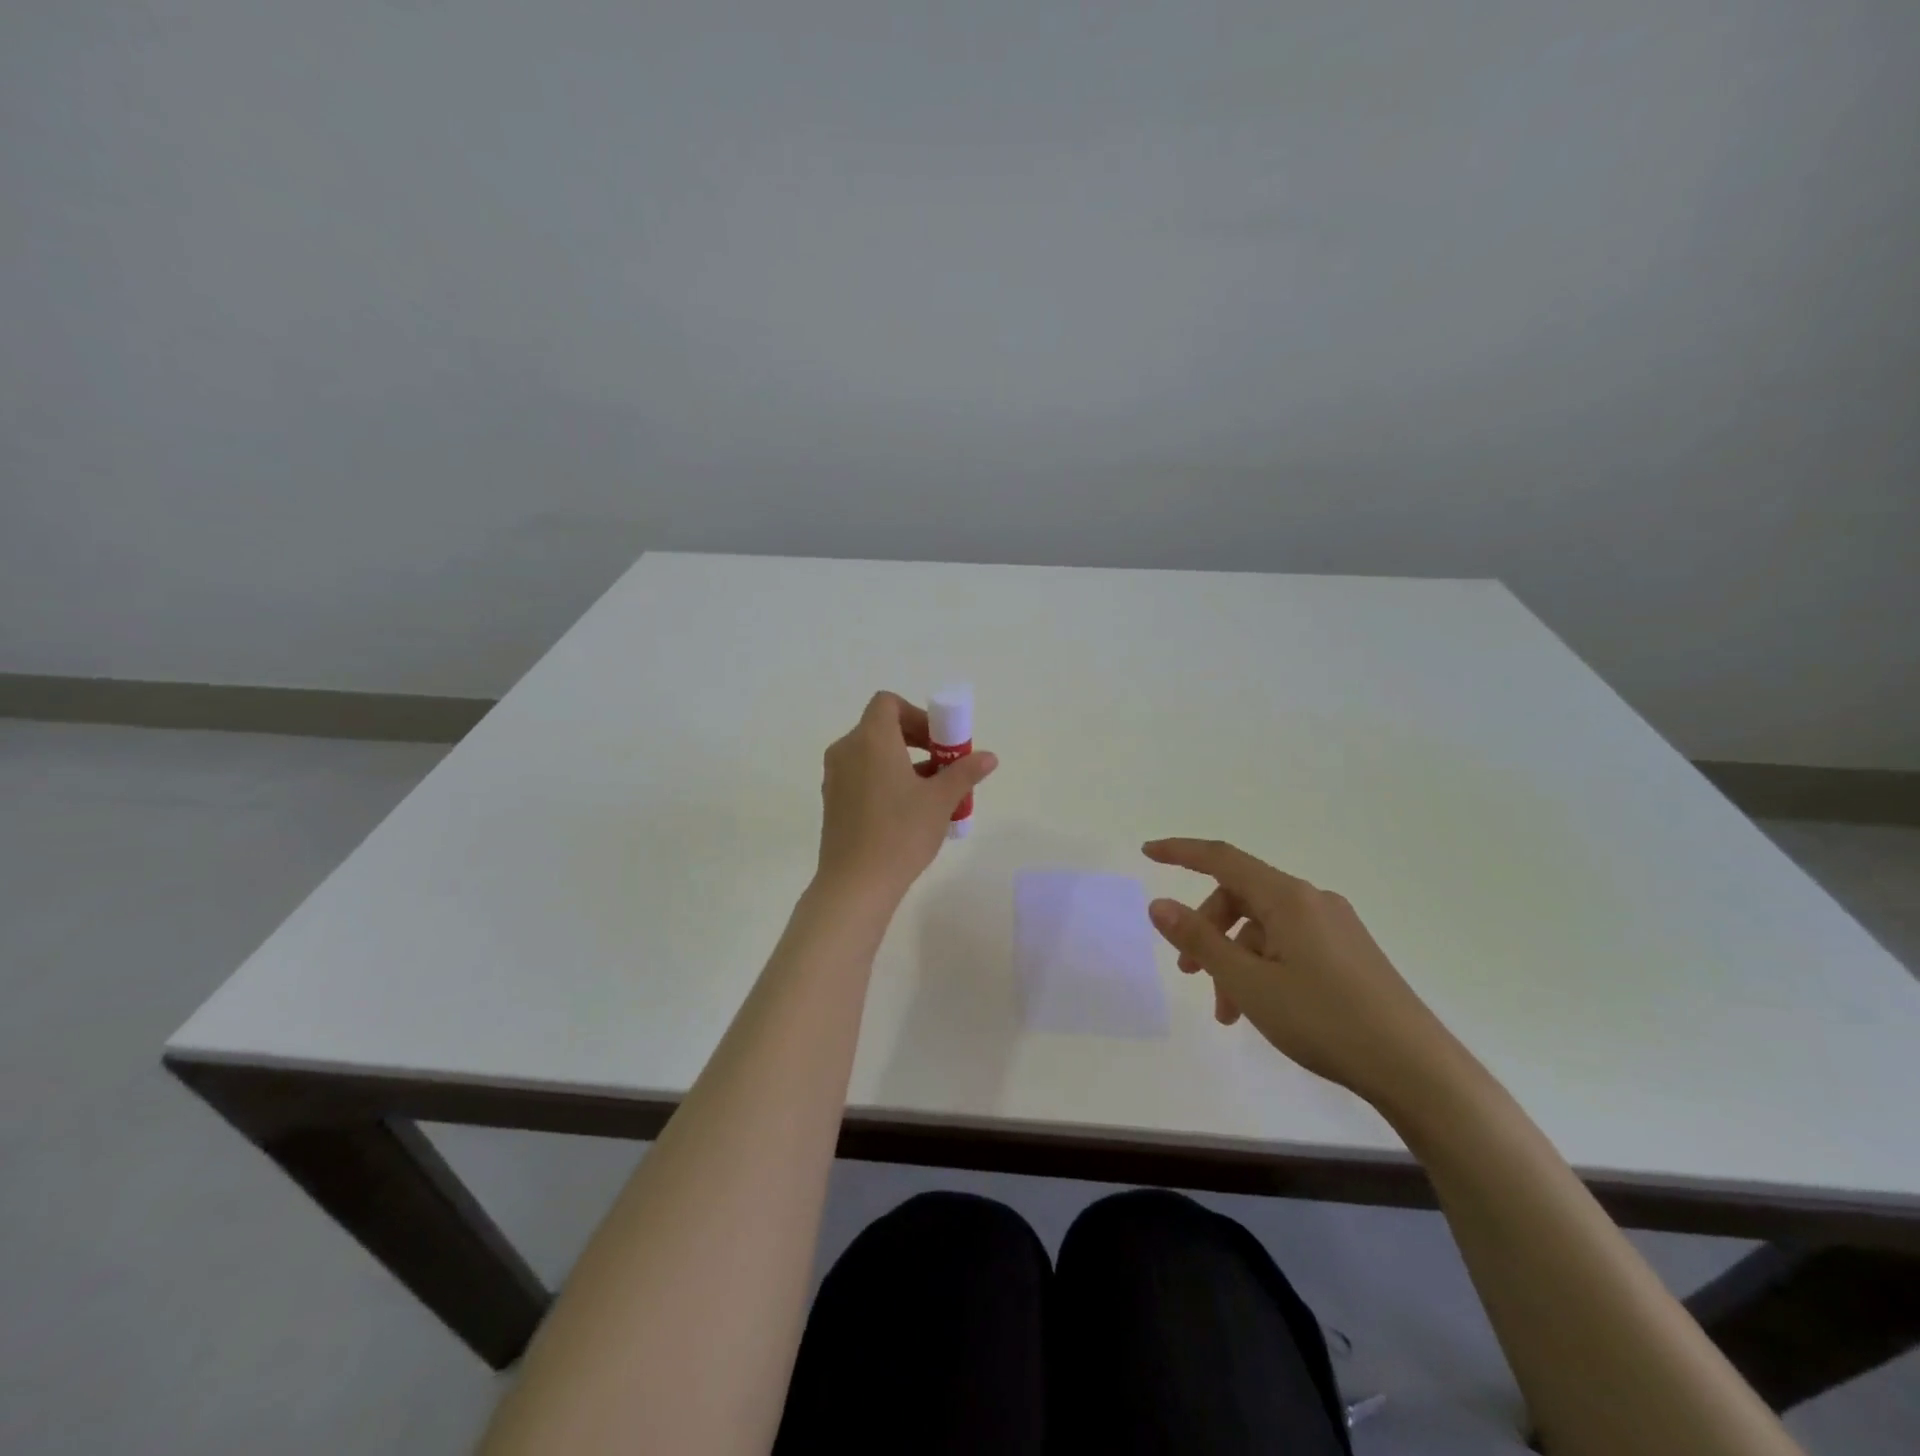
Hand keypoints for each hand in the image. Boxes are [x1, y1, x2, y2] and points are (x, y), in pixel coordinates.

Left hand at [815, 692, 998, 905]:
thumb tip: (989, 757)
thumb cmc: (900, 833)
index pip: (888, 704)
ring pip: (872, 754)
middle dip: (916, 740)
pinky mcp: (832, 800)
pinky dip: (884, 779)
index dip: (917, 715)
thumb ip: (964, 772)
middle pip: (881, 727)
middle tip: (942, 765)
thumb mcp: (940, 801)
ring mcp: (835, 776)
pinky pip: (861, 775)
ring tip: (932, 793)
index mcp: (871, 739)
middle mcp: (847, 750)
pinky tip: (907, 811)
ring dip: (903, 762)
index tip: (939, 741)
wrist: (855, 884)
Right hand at [1142, 838, 1458, 1109]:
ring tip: (1226, 1011)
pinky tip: (1259, 1009)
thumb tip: (1159, 905)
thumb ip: (1199, 939)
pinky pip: (1289, 945)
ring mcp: (1335, 927)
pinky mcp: (1349, 953)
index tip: (1147, 852)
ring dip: (1234, 960)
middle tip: (1188, 973)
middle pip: (1241, 897)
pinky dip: (1262, 968)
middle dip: (1207, 930)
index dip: (1181, 852)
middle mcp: (1312, 901)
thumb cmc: (1324, 1019)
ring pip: (1264, 928)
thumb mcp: (1248, 982)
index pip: (1222, 859)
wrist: (1417, 1069)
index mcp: (1288, 897)